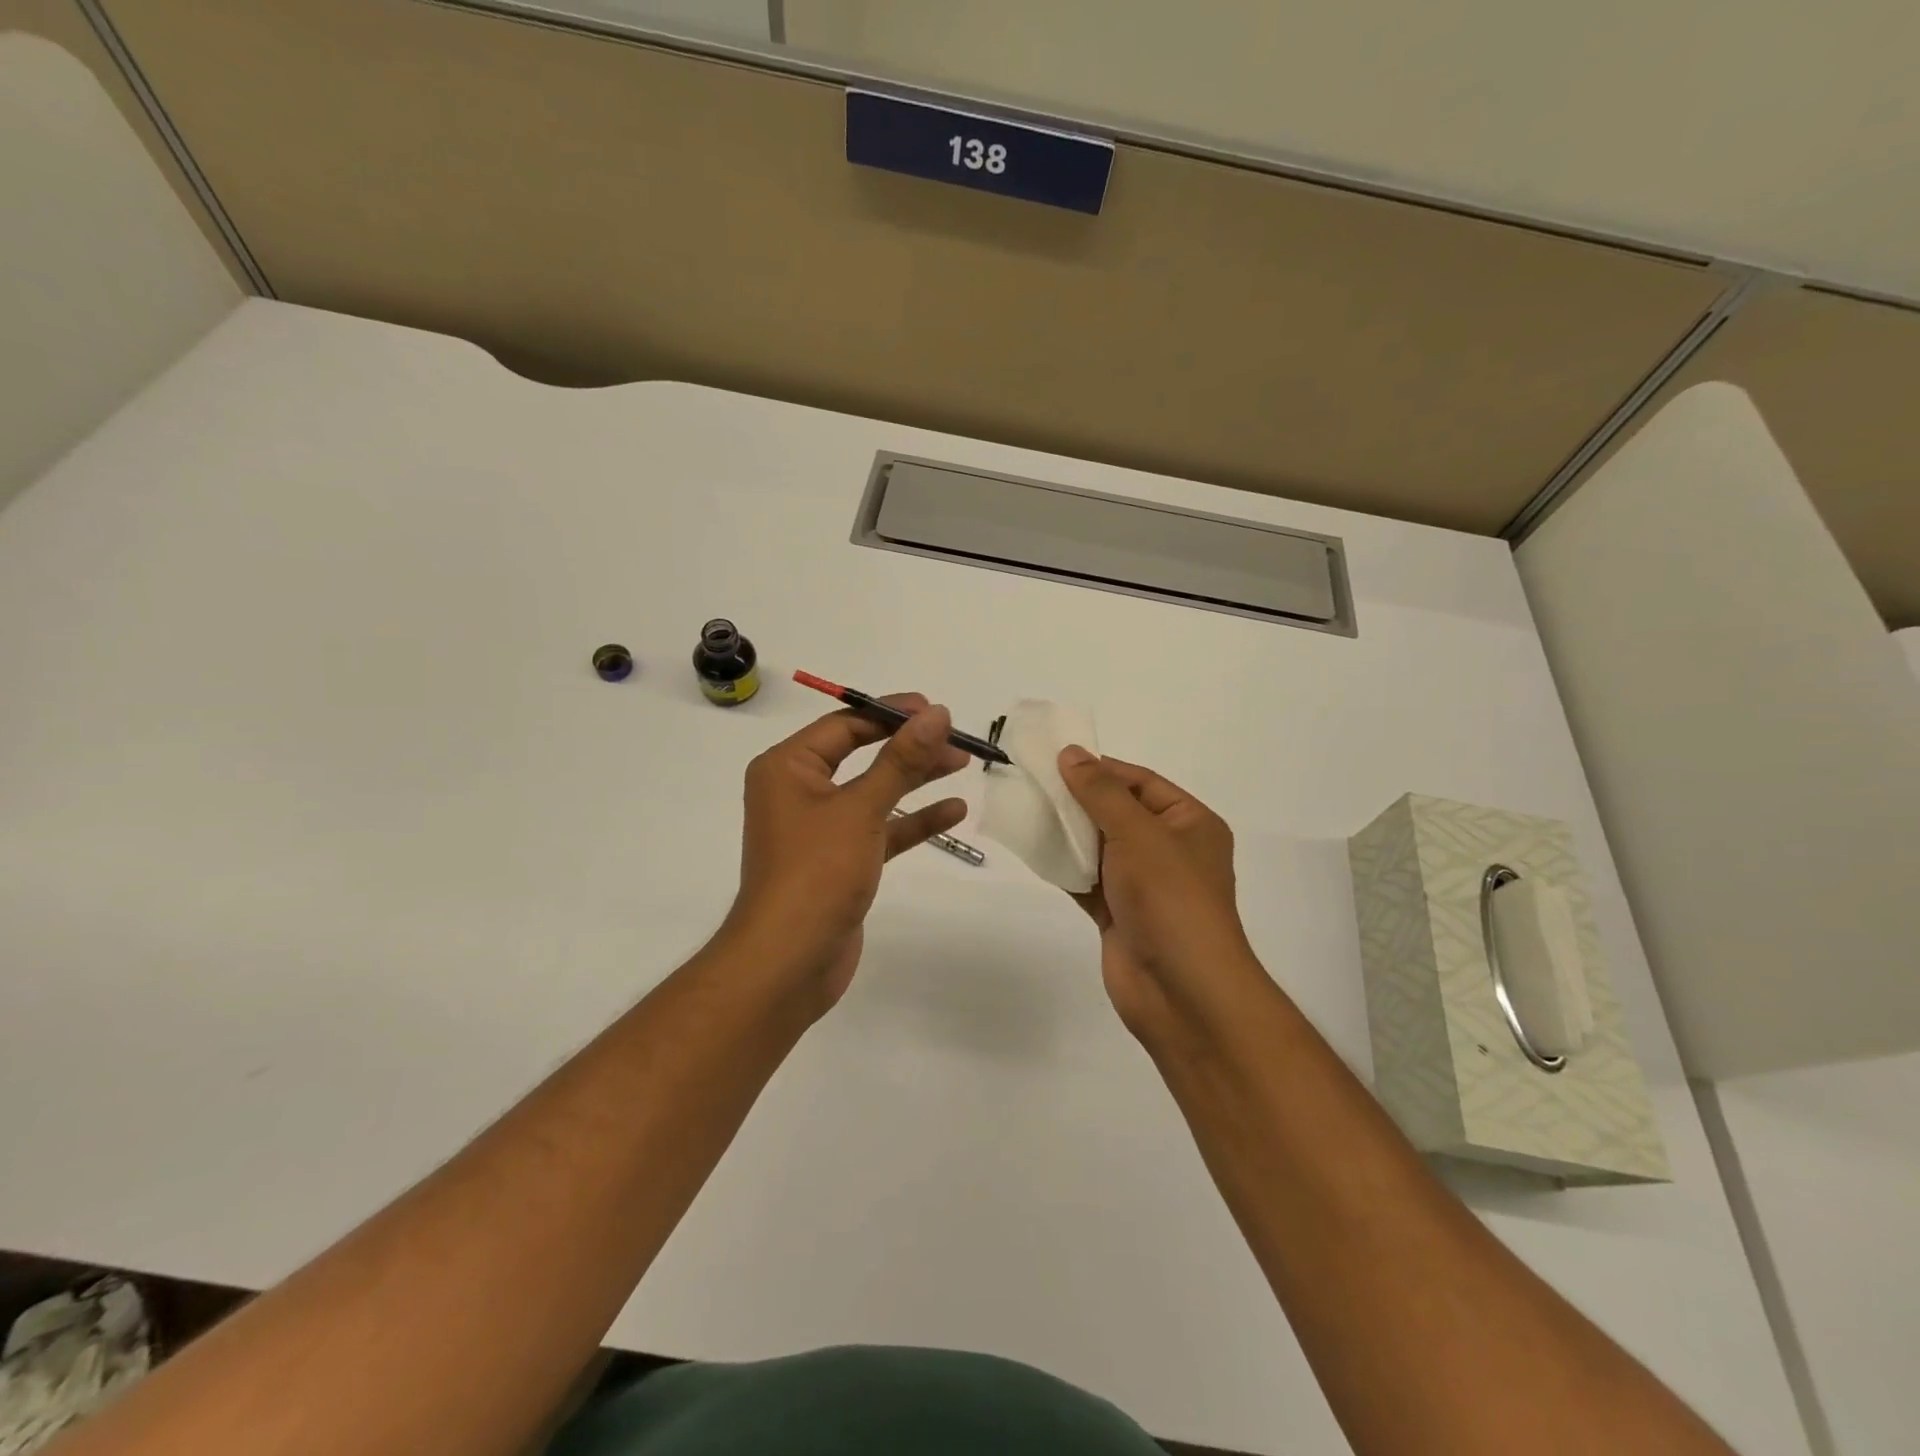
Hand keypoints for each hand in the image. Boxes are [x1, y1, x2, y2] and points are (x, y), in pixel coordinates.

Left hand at [724, 694, 968, 1013]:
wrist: (788, 963)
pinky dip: (913, 820)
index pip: (845, 724)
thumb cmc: (816, 873)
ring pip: (875, 791)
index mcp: (788, 767)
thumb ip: (901, 761)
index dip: (892, 713)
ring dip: (916, 778)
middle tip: (956, 739)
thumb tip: (937, 713)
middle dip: (909, 745)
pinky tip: (954, 810)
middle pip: (862, 753)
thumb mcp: (861, 809)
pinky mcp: (840, 861)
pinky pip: (880, 828)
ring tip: (961, 763)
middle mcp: (799, 791)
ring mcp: (820, 828)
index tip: (937, 711)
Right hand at [1056, 747, 1266, 1051]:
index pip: (1141, 782)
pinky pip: (1088, 880)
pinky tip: (1034, 851)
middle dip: (1079, 801)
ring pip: (1100, 848)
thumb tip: (1071, 753)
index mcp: (1190, 824)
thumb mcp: (1138, 833)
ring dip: (1068, 833)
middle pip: (1118, 813)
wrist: (1181, 991)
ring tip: (1026, 812)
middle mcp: (1170, 850)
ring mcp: (1144, 885)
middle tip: (1033, 784)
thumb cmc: (1170, 898)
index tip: (1056, 761)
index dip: (1101, 769)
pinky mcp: (1120, 914)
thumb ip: (1100, 792)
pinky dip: (1065, 867)